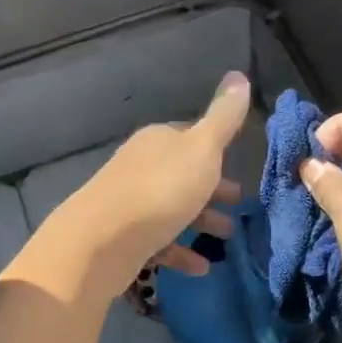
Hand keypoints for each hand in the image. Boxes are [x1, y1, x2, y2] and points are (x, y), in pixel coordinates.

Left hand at [58, 71, 249, 292]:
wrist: (102, 240)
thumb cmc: (161, 189)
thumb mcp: (202, 149)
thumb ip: (224, 117)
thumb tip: (239, 74)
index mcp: (159, 141)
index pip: (191, 137)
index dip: (216, 150)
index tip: (237, 166)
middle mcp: (142, 166)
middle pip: (183, 174)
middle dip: (212, 189)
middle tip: (238, 205)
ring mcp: (130, 203)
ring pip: (174, 208)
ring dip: (201, 221)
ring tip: (226, 238)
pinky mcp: (124, 238)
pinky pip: (160, 242)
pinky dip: (181, 252)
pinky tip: (201, 267)